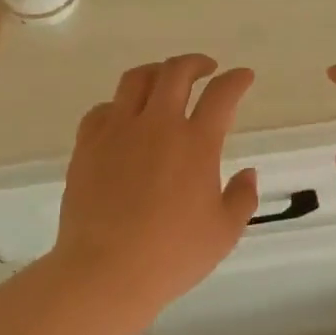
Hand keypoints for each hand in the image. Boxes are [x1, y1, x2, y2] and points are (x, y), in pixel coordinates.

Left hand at [50, 54, 259, 311]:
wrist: (105, 271)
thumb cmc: (172, 255)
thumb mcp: (224, 232)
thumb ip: (242, 198)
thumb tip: (248, 173)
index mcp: (195, 143)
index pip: (221, 94)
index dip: (236, 80)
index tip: (243, 76)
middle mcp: (157, 125)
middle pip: (176, 72)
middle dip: (196, 63)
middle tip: (206, 69)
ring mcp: (117, 131)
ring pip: (136, 79)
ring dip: (156, 72)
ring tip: (164, 80)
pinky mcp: (87, 145)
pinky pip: (102, 109)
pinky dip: (119, 105)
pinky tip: (124, 117)